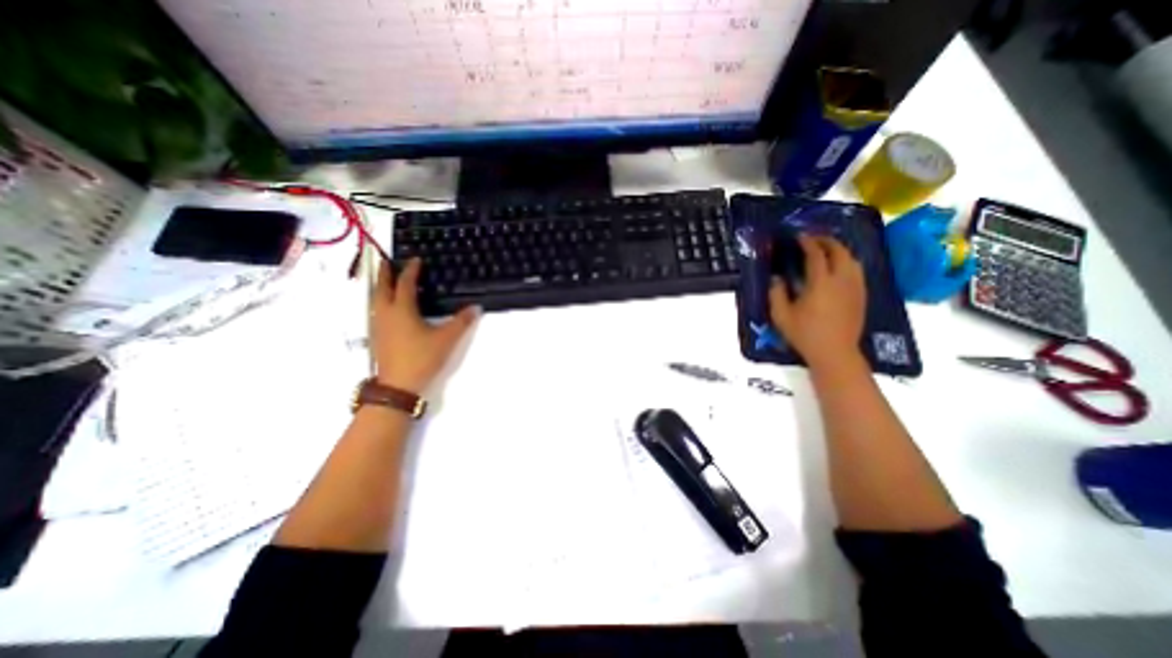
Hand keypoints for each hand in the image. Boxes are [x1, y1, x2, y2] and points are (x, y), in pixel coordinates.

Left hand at [367, 258, 472, 392]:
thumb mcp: (447, 339)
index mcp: (402, 310)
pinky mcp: (377, 337)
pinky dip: (380, 301)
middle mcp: (386, 314)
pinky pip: (376, 311)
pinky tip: (387, 308)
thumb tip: (476, 307)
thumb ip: (462, 322)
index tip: (415, 260)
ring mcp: (379, 326)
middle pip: (382, 288)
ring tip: (385, 280)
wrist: (398, 385)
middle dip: (385, 273)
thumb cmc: (422, 358)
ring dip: (380, 287)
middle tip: (386, 261)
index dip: (410, 270)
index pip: (405, 284)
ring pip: (375, 299)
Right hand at [770, 236, 868, 370]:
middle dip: (826, 241)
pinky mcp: (861, 295)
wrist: (835, 352)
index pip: (816, 254)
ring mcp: (855, 287)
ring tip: (827, 250)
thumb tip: (777, 278)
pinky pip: (857, 271)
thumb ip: (776, 294)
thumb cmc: (805, 334)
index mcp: (820, 283)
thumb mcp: (781, 315)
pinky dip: (848, 262)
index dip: (808, 242)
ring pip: (852, 259)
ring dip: (839, 250)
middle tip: (813, 239)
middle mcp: (842, 280)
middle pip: (839, 251)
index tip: (799, 237)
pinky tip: (839, 268)